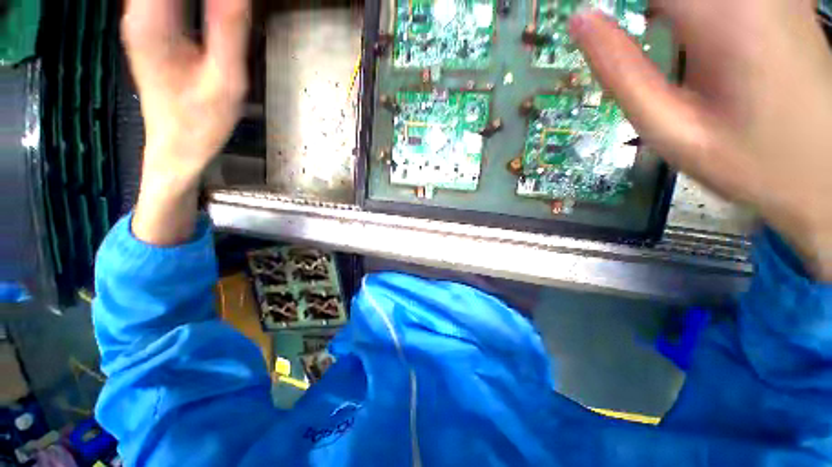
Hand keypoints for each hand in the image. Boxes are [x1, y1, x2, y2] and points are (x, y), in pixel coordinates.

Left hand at [122, 0, 249, 244]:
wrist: (176, 146)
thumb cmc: (200, 121)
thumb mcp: (226, 79)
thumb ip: (230, 28)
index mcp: (152, 20)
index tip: (238, 3)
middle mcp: (138, 11)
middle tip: (238, 6)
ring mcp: (141, 17)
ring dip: (206, 1)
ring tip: (230, 9)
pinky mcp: (151, 25)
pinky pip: (172, 0)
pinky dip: (196, 4)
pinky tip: (215, 9)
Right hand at [570, 2, 831, 280]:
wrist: (827, 175)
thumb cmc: (751, 162)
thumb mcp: (672, 129)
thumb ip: (621, 72)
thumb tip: (581, 22)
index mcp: (725, 16)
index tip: (587, 20)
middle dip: (637, 6)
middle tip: (611, 35)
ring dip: (661, 10)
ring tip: (639, 35)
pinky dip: (679, 10)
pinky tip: (675, 25)